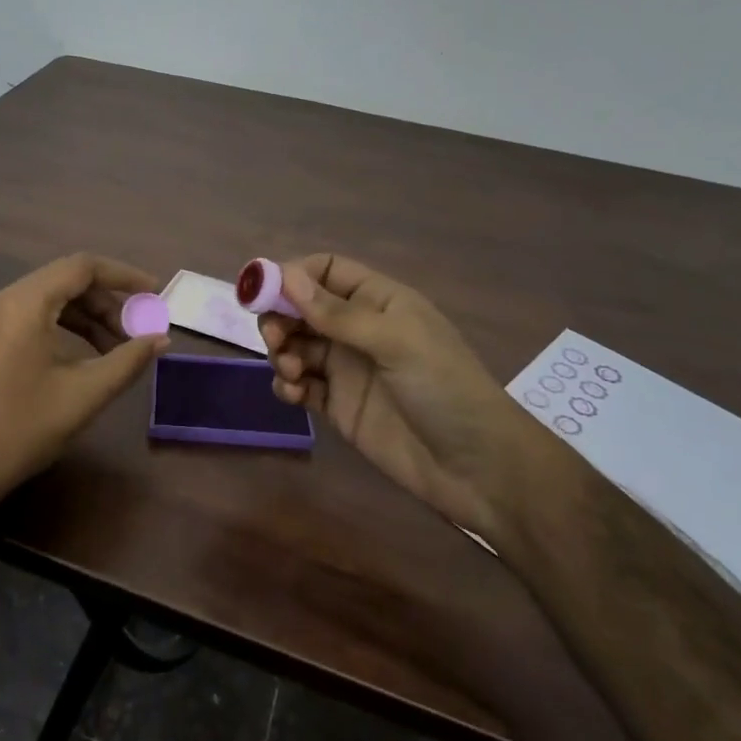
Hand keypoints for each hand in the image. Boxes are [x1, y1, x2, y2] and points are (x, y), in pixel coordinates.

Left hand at [0, 253, 169, 528]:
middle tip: (137, 331)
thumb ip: (127, 360)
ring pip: (50, 297)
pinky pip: (33, 313)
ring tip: (118, 346)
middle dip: (107, 301)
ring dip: (87, 315)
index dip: (123, 276)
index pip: (81, 267)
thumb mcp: (84, 395)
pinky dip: (64, 324)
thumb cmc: (24, 430)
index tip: (154, 292)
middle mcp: (2, 299)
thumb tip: (161, 339)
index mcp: (23, 305)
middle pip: (66, 279)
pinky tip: (87, 353)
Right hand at [259, 255, 542, 540]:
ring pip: (296, 345)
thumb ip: (337, 313)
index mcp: (377, 301)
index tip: (262, 291)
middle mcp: (358, 329)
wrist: (478, 469)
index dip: (292, 275)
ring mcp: (346, 368)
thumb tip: (285, 275)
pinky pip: (300, 384)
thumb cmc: (444, 388)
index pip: (325, 270)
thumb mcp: (396, 341)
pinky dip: (288, 384)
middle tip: (275, 339)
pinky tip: (295, 394)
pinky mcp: (338, 406)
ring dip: (283, 352)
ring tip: (294, 372)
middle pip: (301, 308)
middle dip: (280, 317)